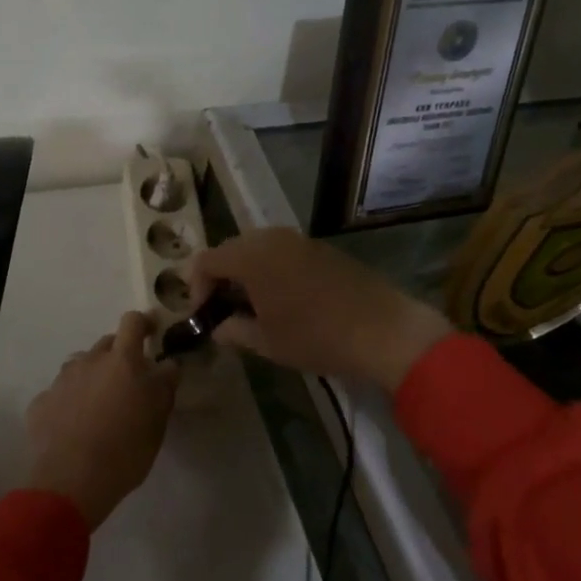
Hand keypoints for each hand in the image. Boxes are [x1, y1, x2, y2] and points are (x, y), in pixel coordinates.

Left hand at [25, 312, 177, 529]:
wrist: (70, 482)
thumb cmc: (124, 450)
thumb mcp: (158, 420)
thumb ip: (164, 386)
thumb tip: (169, 364)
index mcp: (122, 361)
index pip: (132, 322)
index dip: (144, 323)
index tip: (152, 332)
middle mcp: (89, 361)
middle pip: (106, 344)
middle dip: (119, 356)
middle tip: (128, 383)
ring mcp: (62, 380)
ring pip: (81, 366)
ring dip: (93, 377)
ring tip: (99, 406)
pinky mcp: (41, 402)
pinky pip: (60, 392)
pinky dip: (69, 401)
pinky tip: (73, 426)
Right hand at [187, 228, 451, 391]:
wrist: (383, 329)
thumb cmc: (316, 337)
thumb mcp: (267, 342)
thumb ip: (234, 330)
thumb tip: (217, 327)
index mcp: (251, 257)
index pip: (206, 260)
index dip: (197, 287)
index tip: (205, 315)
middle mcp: (271, 238)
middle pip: (231, 249)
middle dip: (221, 278)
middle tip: (225, 311)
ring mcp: (299, 239)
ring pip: (257, 248)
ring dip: (247, 272)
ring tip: (254, 306)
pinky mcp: (320, 247)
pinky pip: (282, 251)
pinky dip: (272, 269)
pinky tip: (285, 299)